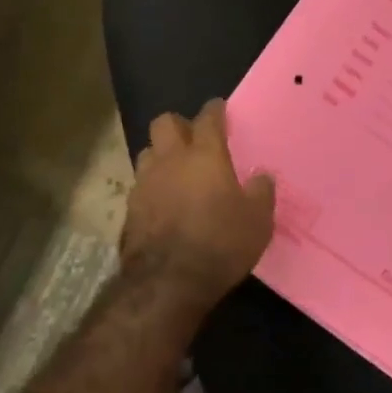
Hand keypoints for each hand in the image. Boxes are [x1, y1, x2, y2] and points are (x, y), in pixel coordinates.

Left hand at [123, 100, 274, 310]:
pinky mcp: (129, 210)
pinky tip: (162, 204)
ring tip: (175, 171)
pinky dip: (151, 188)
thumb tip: (262, 176)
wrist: (167, 284)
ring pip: (147, 152)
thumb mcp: (257, 221)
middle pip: (164, 123)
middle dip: (178, 125)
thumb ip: (261, 192)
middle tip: (193, 138)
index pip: (207, 118)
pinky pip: (140, 186)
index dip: (214, 110)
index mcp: (204, 155)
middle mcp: (170, 160)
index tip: (220, 108)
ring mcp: (145, 184)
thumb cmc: (220, 244)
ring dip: (160, 156)